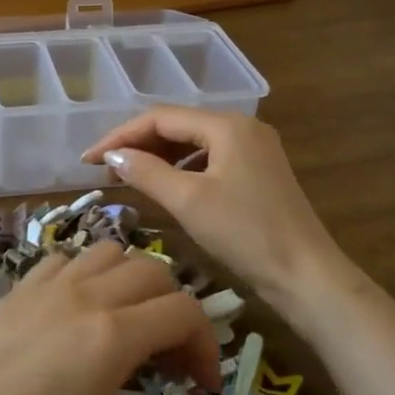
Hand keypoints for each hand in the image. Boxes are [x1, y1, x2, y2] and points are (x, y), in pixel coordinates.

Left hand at [0, 242, 231, 394]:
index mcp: (115, 333)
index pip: (185, 312)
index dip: (206, 346)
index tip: (201, 388)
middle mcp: (87, 294)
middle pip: (155, 272)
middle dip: (176, 310)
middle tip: (169, 359)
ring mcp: (48, 284)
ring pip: (110, 252)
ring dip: (134, 281)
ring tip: (129, 325)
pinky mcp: (18, 288)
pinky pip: (66, 258)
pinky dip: (88, 273)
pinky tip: (79, 311)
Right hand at [82, 106, 352, 312]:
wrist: (307, 276)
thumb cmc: (246, 234)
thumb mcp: (189, 201)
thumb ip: (146, 171)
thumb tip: (112, 156)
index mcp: (228, 125)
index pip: (160, 118)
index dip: (119, 136)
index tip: (88, 160)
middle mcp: (242, 128)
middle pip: (177, 126)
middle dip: (137, 144)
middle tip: (103, 170)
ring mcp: (254, 150)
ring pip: (192, 144)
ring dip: (157, 156)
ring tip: (127, 177)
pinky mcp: (257, 173)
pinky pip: (208, 160)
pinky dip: (180, 169)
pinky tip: (165, 186)